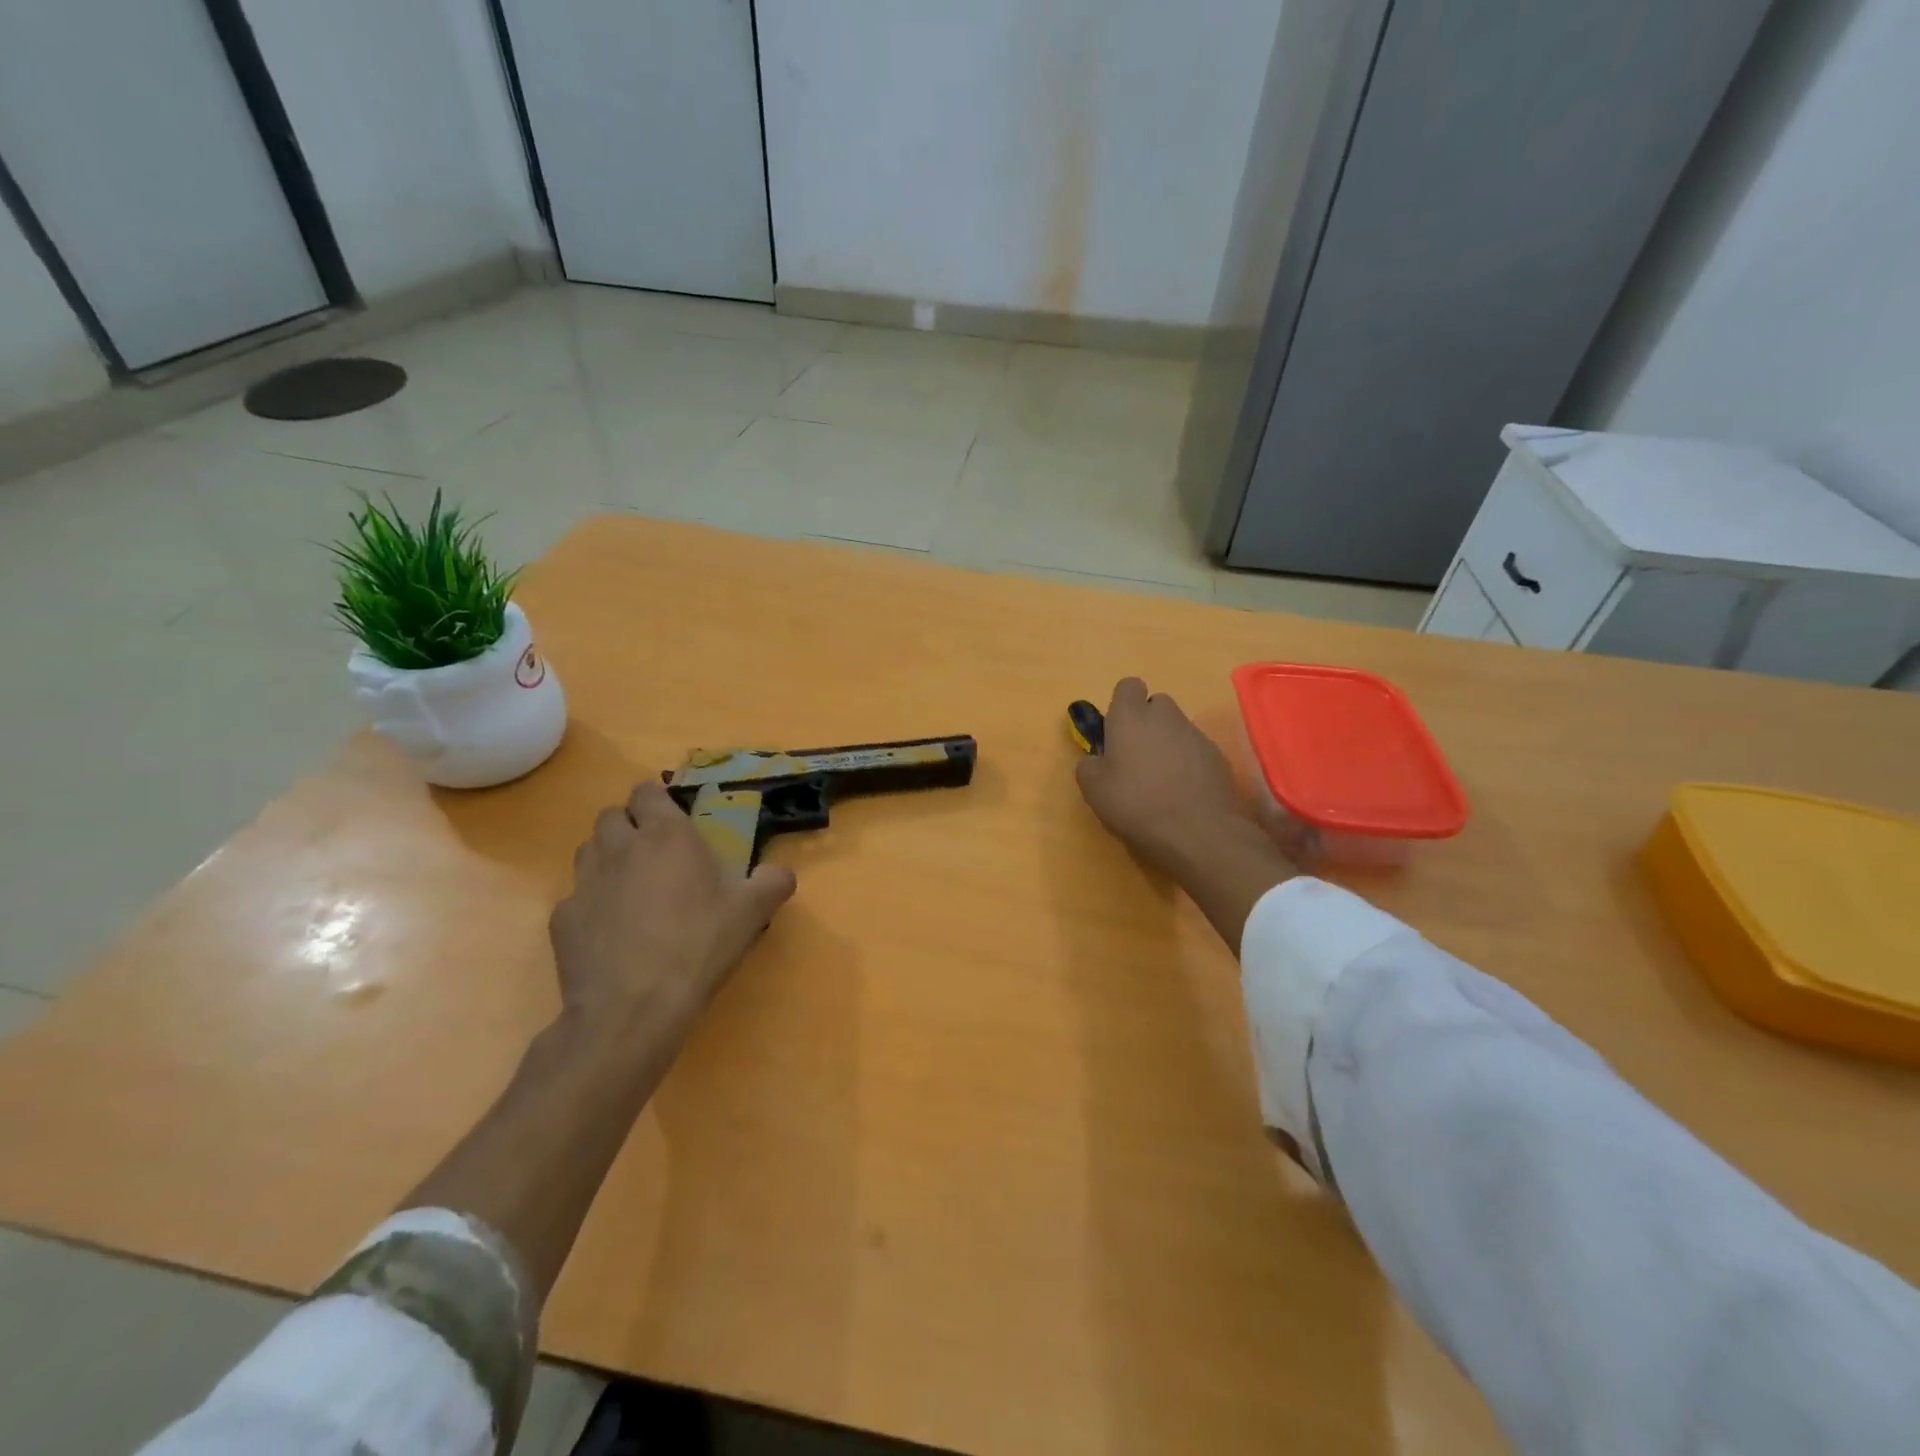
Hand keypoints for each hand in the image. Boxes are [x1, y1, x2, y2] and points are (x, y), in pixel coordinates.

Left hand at [549, 779, 796, 1041]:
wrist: (633, 1009)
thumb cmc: (698, 946)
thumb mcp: (752, 912)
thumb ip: (773, 882)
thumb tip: (780, 873)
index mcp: (666, 835)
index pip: (647, 791)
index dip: (657, 799)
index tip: (673, 818)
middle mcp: (619, 848)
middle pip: (611, 815)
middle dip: (629, 825)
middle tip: (655, 852)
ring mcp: (584, 883)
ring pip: (588, 850)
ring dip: (607, 857)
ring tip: (632, 886)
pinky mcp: (562, 919)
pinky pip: (576, 897)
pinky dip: (592, 904)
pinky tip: (612, 931)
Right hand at [1075, 678, 1251, 873]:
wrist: (1194, 831)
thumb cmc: (1134, 803)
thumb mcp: (1093, 789)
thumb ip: (1089, 765)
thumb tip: (1095, 760)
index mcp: (1131, 717)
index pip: (1128, 686)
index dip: (1122, 704)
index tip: (1116, 730)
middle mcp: (1166, 716)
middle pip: (1157, 704)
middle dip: (1148, 721)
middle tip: (1137, 755)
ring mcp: (1196, 734)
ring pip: (1178, 727)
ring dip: (1168, 743)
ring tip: (1162, 779)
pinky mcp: (1218, 756)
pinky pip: (1197, 750)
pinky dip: (1189, 762)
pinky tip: (1183, 791)